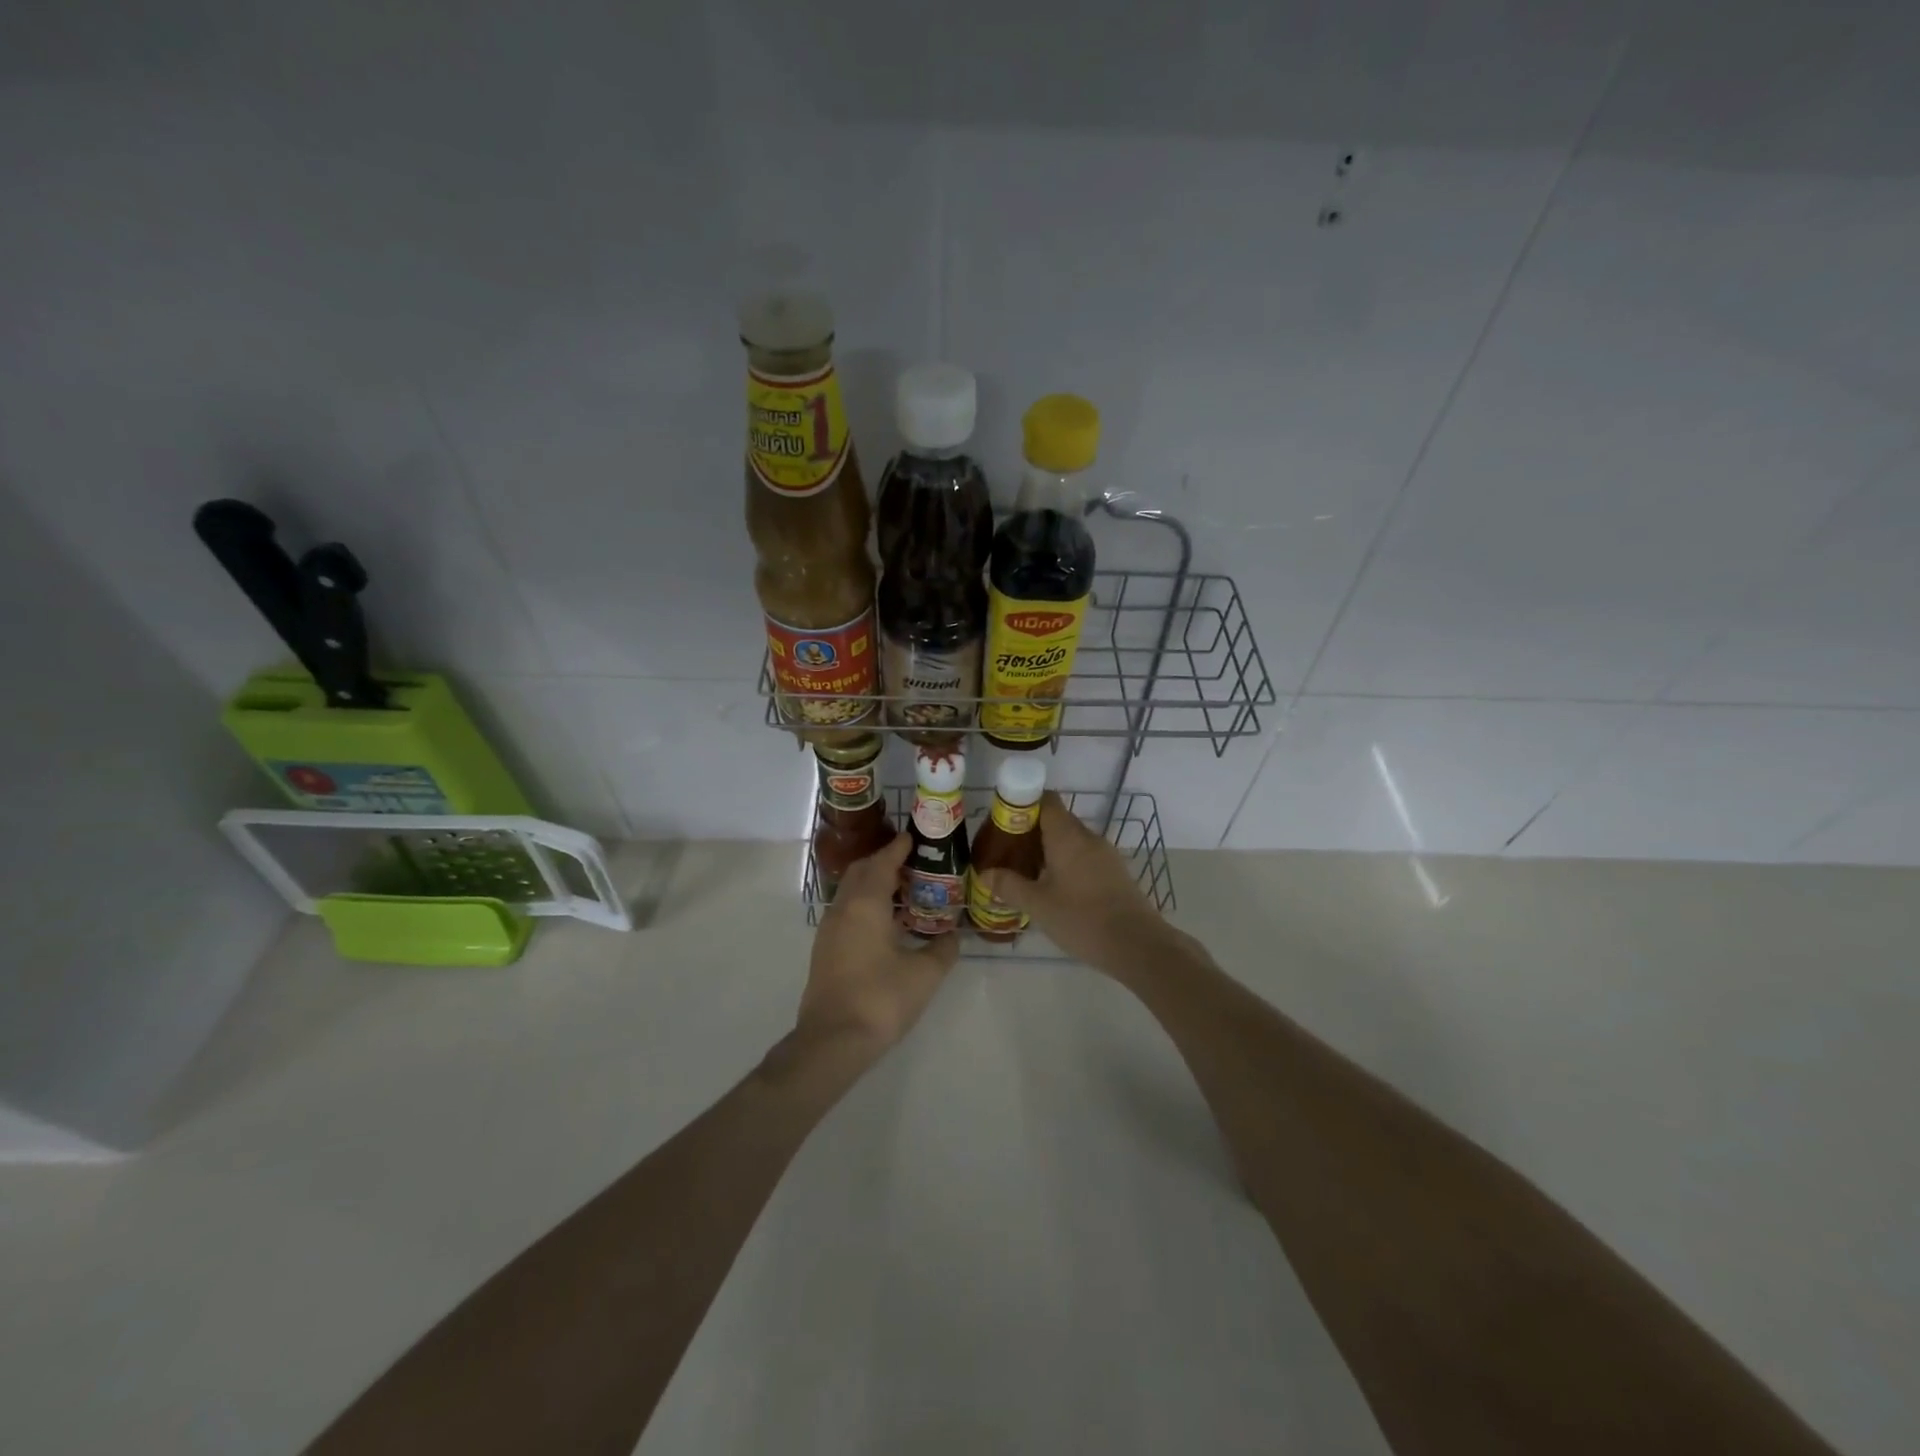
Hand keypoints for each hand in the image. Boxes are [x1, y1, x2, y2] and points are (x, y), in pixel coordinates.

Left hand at [795, 832, 957, 1058]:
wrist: (833, 1040)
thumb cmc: (881, 999)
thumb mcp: (925, 974)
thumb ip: (943, 949)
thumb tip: (953, 936)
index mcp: (866, 904)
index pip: (882, 862)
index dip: (898, 848)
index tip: (913, 837)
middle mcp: (843, 909)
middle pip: (862, 872)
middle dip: (884, 862)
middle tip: (912, 863)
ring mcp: (829, 930)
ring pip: (851, 892)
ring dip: (874, 884)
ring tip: (904, 891)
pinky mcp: (825, 950)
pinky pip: (847, 912)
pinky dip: (866, 905)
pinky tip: (886, 923)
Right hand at [978, 792, 1168, 972]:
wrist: (1137, 945)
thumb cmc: (1082, 919)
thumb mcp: (1038, 905)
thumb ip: (1009, 886)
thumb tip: (984, 874)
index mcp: (1068, 836)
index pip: (1046, 800)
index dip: (1023, 804)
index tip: (1004, 822)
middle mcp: (1088, 837)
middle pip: (1057, 820)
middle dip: (1031, 831)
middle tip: (1008, 852)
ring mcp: (1106, 855)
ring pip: (1071, 841)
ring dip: (1049, 850)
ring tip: (1027, 872)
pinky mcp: (1115, 873)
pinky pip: (1085, 857)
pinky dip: (1067, 864)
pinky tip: (1054, 888)